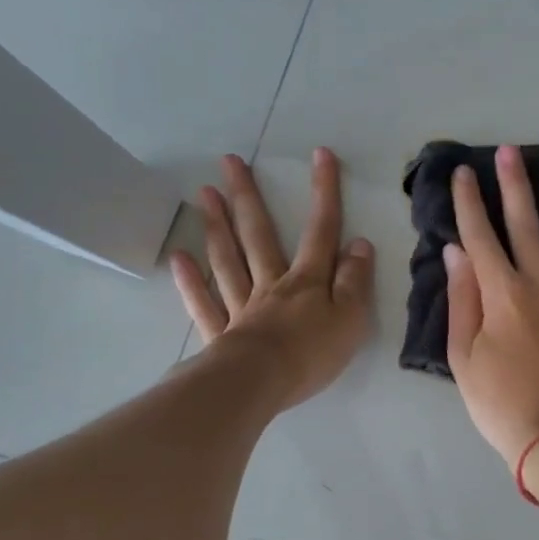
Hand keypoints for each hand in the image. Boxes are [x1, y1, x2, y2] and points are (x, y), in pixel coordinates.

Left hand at [171, 149, 374, 409]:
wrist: (261, 384)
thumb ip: (355, 281)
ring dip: (217, 227)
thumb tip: (359, 244)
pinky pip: (204, 304)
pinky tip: (179, 258)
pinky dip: (191, 282)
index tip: (320, 155)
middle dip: (248, 198)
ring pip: (228, 261)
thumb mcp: (351, 318)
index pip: (321, 232)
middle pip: (259, 236)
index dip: (324, 193)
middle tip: (229, 162)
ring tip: (205, 194)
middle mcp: (271, 285)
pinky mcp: (221, 335)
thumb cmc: (311, 353)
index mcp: (307, 282)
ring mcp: (242, 308)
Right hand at [445, 145, 538, 464]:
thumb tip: (456, 252)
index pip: (480, 236)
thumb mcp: (463, 359)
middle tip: (509, 151)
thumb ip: (462, 300)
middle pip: (525, 224)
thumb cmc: (502, 404)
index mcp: (501, 294)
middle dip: (514, 185)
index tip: (463, 172)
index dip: (469, 202)